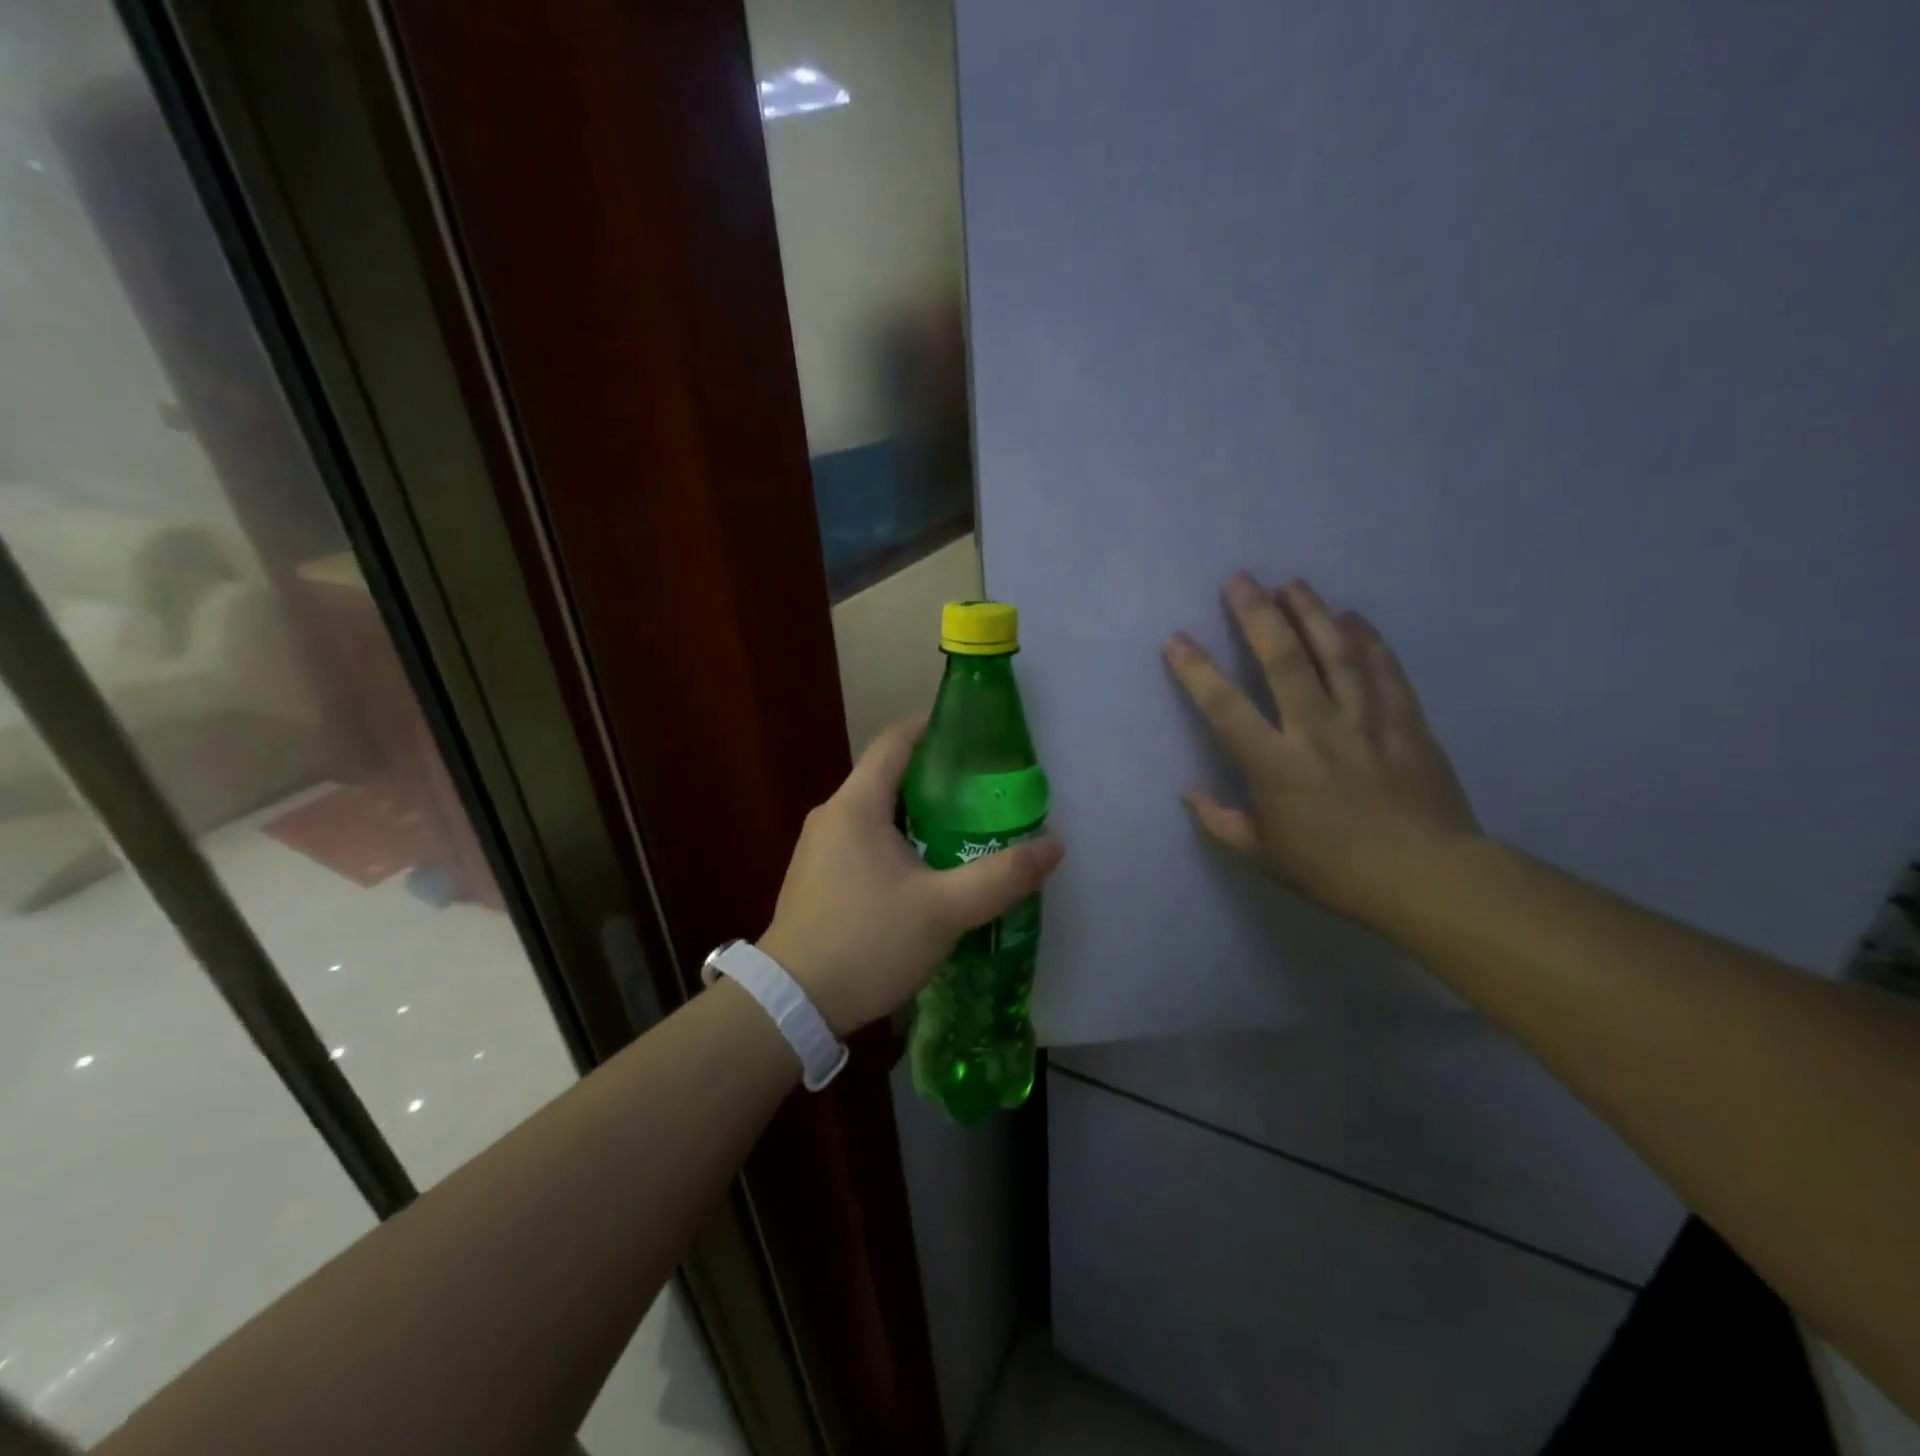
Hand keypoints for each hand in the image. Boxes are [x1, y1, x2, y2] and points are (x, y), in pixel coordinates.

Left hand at [758, 715, 1065, 1036]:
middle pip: (889, 776)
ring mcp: (818, 848)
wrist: (791, 1006)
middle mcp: (832, 815)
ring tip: (965, 832)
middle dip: (938, 779)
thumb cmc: (867, 943)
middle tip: (986, 794)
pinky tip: (925, 873)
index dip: (935, 727)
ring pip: (877, 813)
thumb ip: (1002, 876)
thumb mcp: (945, 911)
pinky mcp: (816, 878)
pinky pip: (863, 842)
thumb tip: (1054, 845)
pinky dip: (897, 842)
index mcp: (856, 805)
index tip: (976, 737)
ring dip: (919, 815)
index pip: (896, 740)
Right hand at [1164, 573, 1479, 925]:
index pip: (1224, 708)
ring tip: (1292, 583)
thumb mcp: (1263, 857)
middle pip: (1282, 660)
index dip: (1196, 670)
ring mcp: (1365, 721)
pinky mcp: (1406, 722)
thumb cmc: (1335, 871)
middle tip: (1240, 579)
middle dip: (1256, 615)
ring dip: (1311, 612)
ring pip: (1336, 653)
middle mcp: (1316, 730)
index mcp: (1275, 765)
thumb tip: (1187, 791)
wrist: (1427, 879)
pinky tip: (1354, 616)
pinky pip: (1384, 670)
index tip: (1176, 639)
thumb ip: (1220, 822)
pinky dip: (1369, 639)